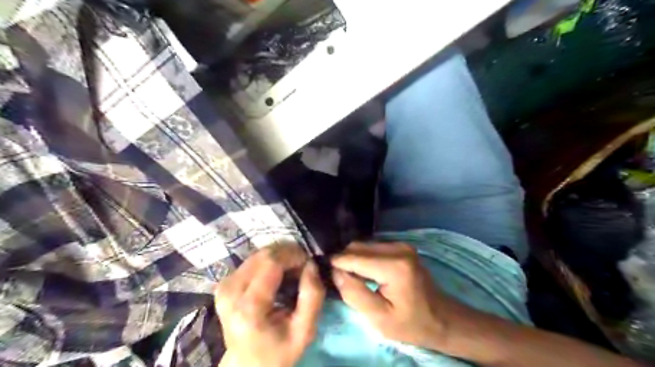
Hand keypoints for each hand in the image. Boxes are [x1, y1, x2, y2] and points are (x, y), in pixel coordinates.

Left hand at [217, 245, 325, 366]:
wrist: (246, 365)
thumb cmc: (278, 351)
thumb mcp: (304, 331)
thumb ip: (312, 296)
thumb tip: (311, 264)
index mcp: (249, 306)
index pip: (271, 261)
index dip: (293, 255)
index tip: (309, 263)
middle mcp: (231, 290)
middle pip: (263, 254)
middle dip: (288, 254)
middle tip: (302, 267)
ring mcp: (225, 285)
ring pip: (258, 254)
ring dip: (280, 257)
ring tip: (292, 272)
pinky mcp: (225, 282)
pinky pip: (252, 260)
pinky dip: (270, 262)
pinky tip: (279, 275)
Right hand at [333, 242, 464, 350]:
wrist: (441, 318)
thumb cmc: (410, 323)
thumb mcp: (379, 318)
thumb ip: (353, 294)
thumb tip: (334, 272)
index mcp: (394, 267)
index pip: (354, 257)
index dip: (337, 265)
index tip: (325, 275)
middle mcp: (398, 248)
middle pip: (357, 247)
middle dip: (344, 261)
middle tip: (339, 281)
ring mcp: (401, 244)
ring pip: (363, 245)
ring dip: (353, 259)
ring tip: (352, 279)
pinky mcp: (401, 246)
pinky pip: (372, 246)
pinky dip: (363, 258)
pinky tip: (364, 273)